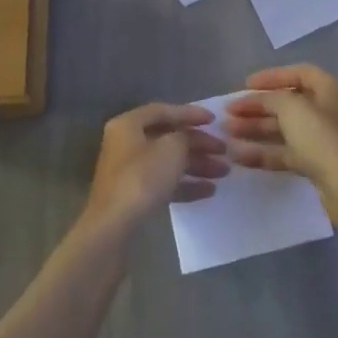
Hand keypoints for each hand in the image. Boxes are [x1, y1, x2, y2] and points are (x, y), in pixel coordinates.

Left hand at [81, 102, 228, 233]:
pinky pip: (164, 183)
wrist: (114, 226)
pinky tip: (209, 191)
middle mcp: (126, 143)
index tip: (214, 120)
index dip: (190, 113)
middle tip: (224, 150)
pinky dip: (185, 185)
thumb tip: (190, 138)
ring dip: (196, 165)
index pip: (162, 111)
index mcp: (128, 125)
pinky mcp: (134, 196)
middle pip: (167, 138)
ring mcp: (129, 171)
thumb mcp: (171, 149)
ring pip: (168, 162)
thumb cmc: (142, 177)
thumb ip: (185, 137)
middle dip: (198, 144)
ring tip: (223, 172)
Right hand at [224, 65, 337, 227]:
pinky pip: (287, 153)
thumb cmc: (325, 139)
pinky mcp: (318, 166)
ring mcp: (324, 140)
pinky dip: (264, 153)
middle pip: (288, 104)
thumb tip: (259, 99)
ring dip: (256, 130)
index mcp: (332, 90)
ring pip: (285, 130)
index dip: (271, 77)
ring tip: (226, 133)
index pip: (299, 73)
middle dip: (257, 107)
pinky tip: (238, 156)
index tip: (245, 84)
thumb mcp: (294, 108)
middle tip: (229, 112)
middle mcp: (330, 111)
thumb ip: (272, 98)